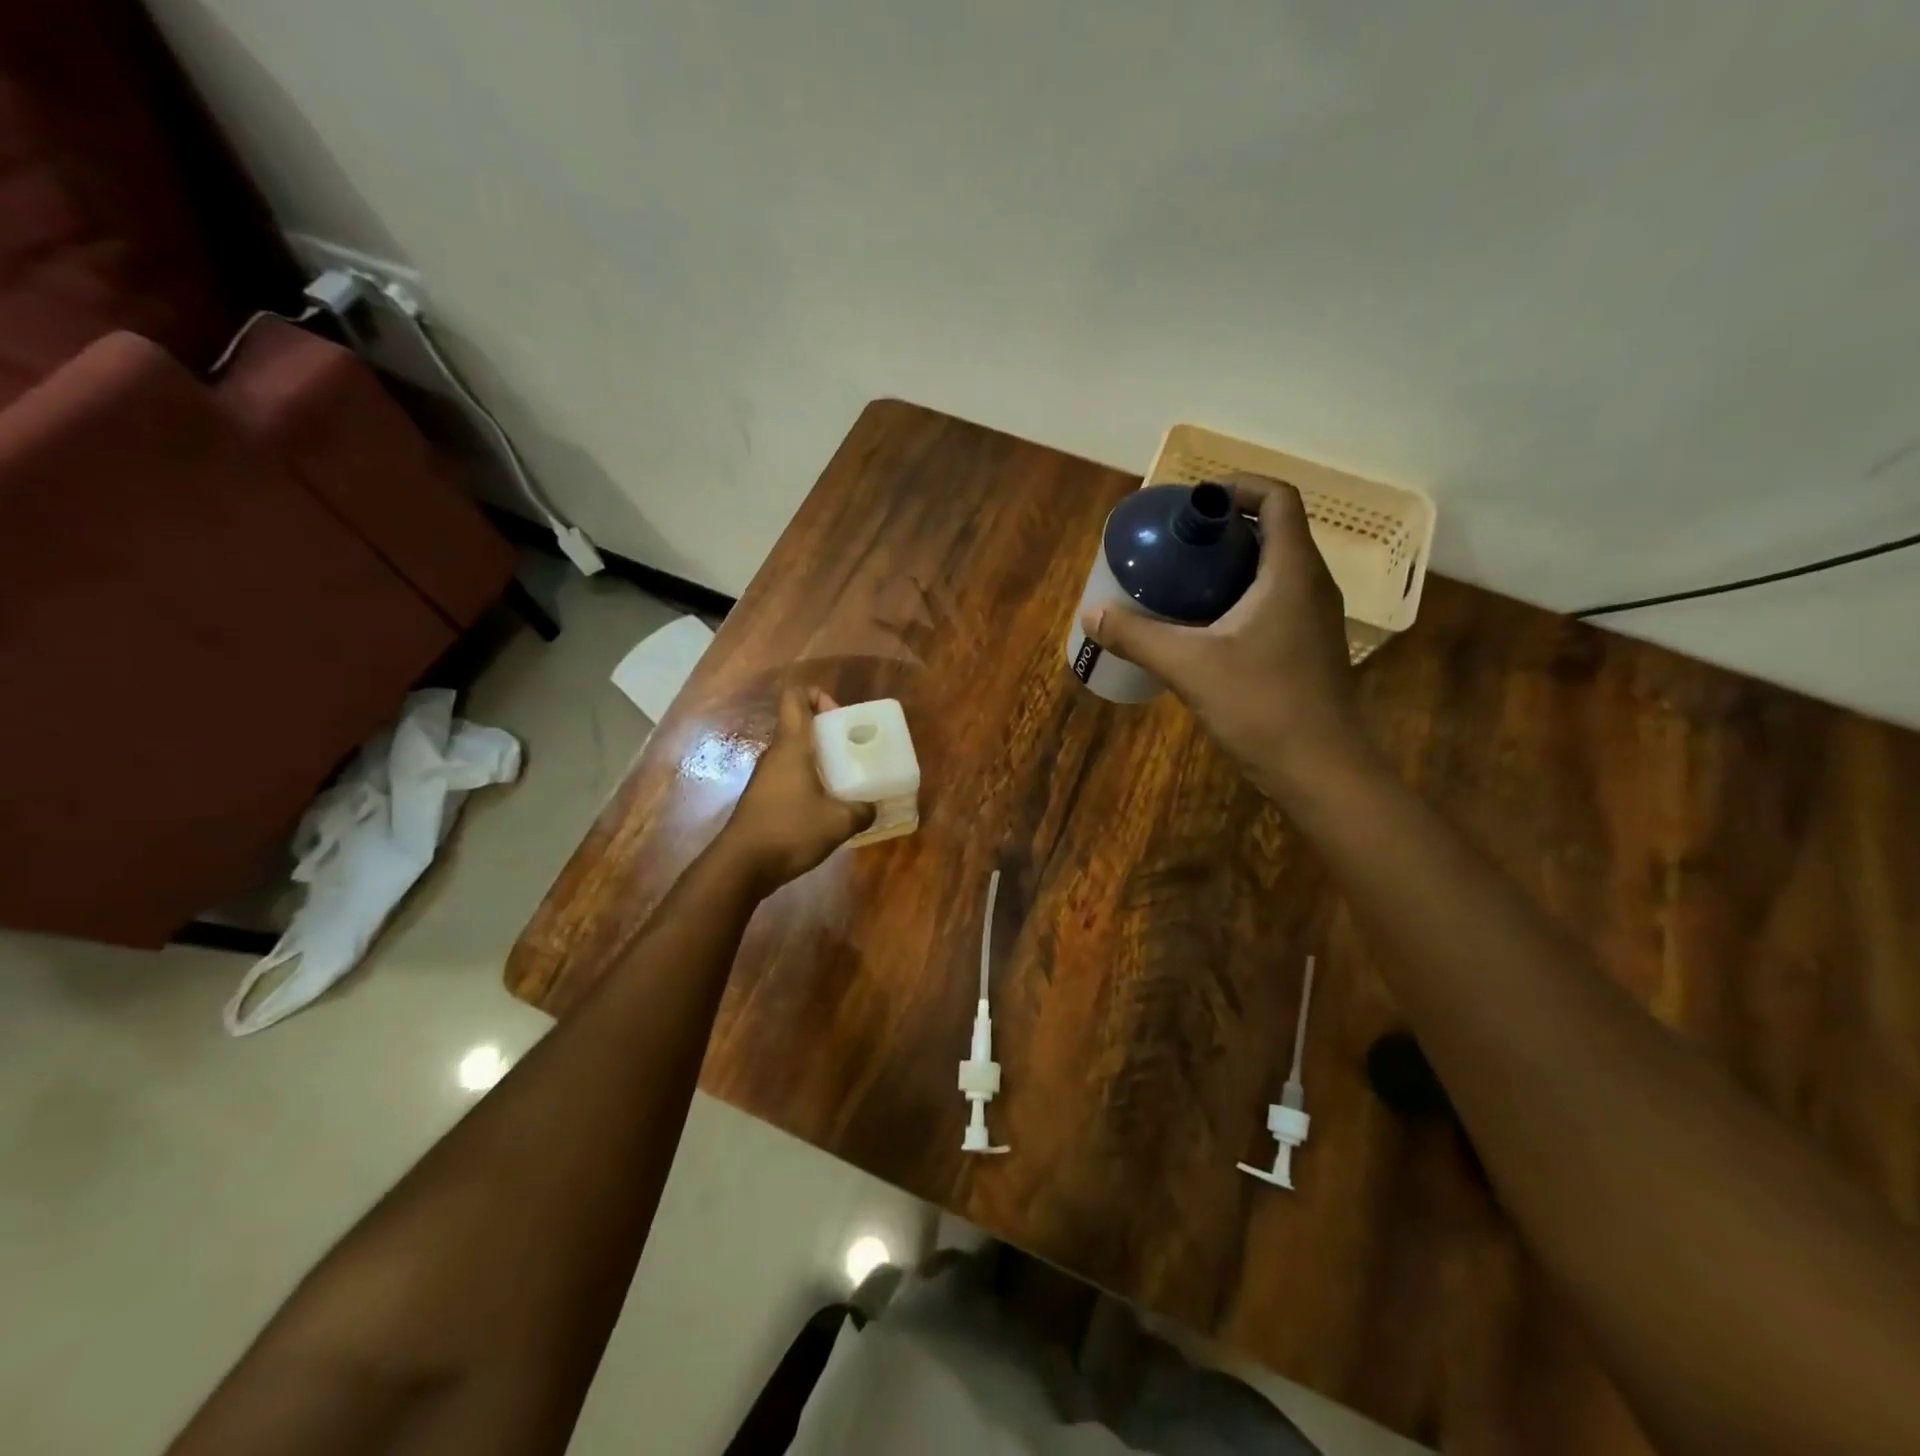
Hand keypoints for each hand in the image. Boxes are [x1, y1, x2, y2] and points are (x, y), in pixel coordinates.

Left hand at [721, 686, 875, 889]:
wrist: (743, 866)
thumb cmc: (790, 831)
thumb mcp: (838, 822)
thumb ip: (862, 811)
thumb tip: (873, 807)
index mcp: (792, 746)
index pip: (795, 697)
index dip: (817, 694)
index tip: (840, 714)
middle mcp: (776, 754)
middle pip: (800, 725)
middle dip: (829, 732)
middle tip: (855, 750)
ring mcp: (766, 776)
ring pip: (796, 753)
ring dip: (821, 760)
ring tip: (848, 779)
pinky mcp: (764, 798)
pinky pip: (791, 776)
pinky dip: (811, 781)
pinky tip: (829, 805)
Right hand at [1081, 475, 1367, 798]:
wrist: (1321, 771)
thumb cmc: (1262, 706)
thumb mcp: (1190, 667)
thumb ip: (1138, 637)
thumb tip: (1091, 615)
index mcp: (1291, 571)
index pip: (1277, 499)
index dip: (1238, 486)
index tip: (1194, 502)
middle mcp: (1311, 585)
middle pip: (1272, 532)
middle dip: (1223, 529)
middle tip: (1175, 544)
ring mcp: (1313, 618)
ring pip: (1273, 570)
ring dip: (1230, 566)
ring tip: (1181, 581)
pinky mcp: (1307, 648)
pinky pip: (1274, 602)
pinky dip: (1239, 597)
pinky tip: (1203, 627)